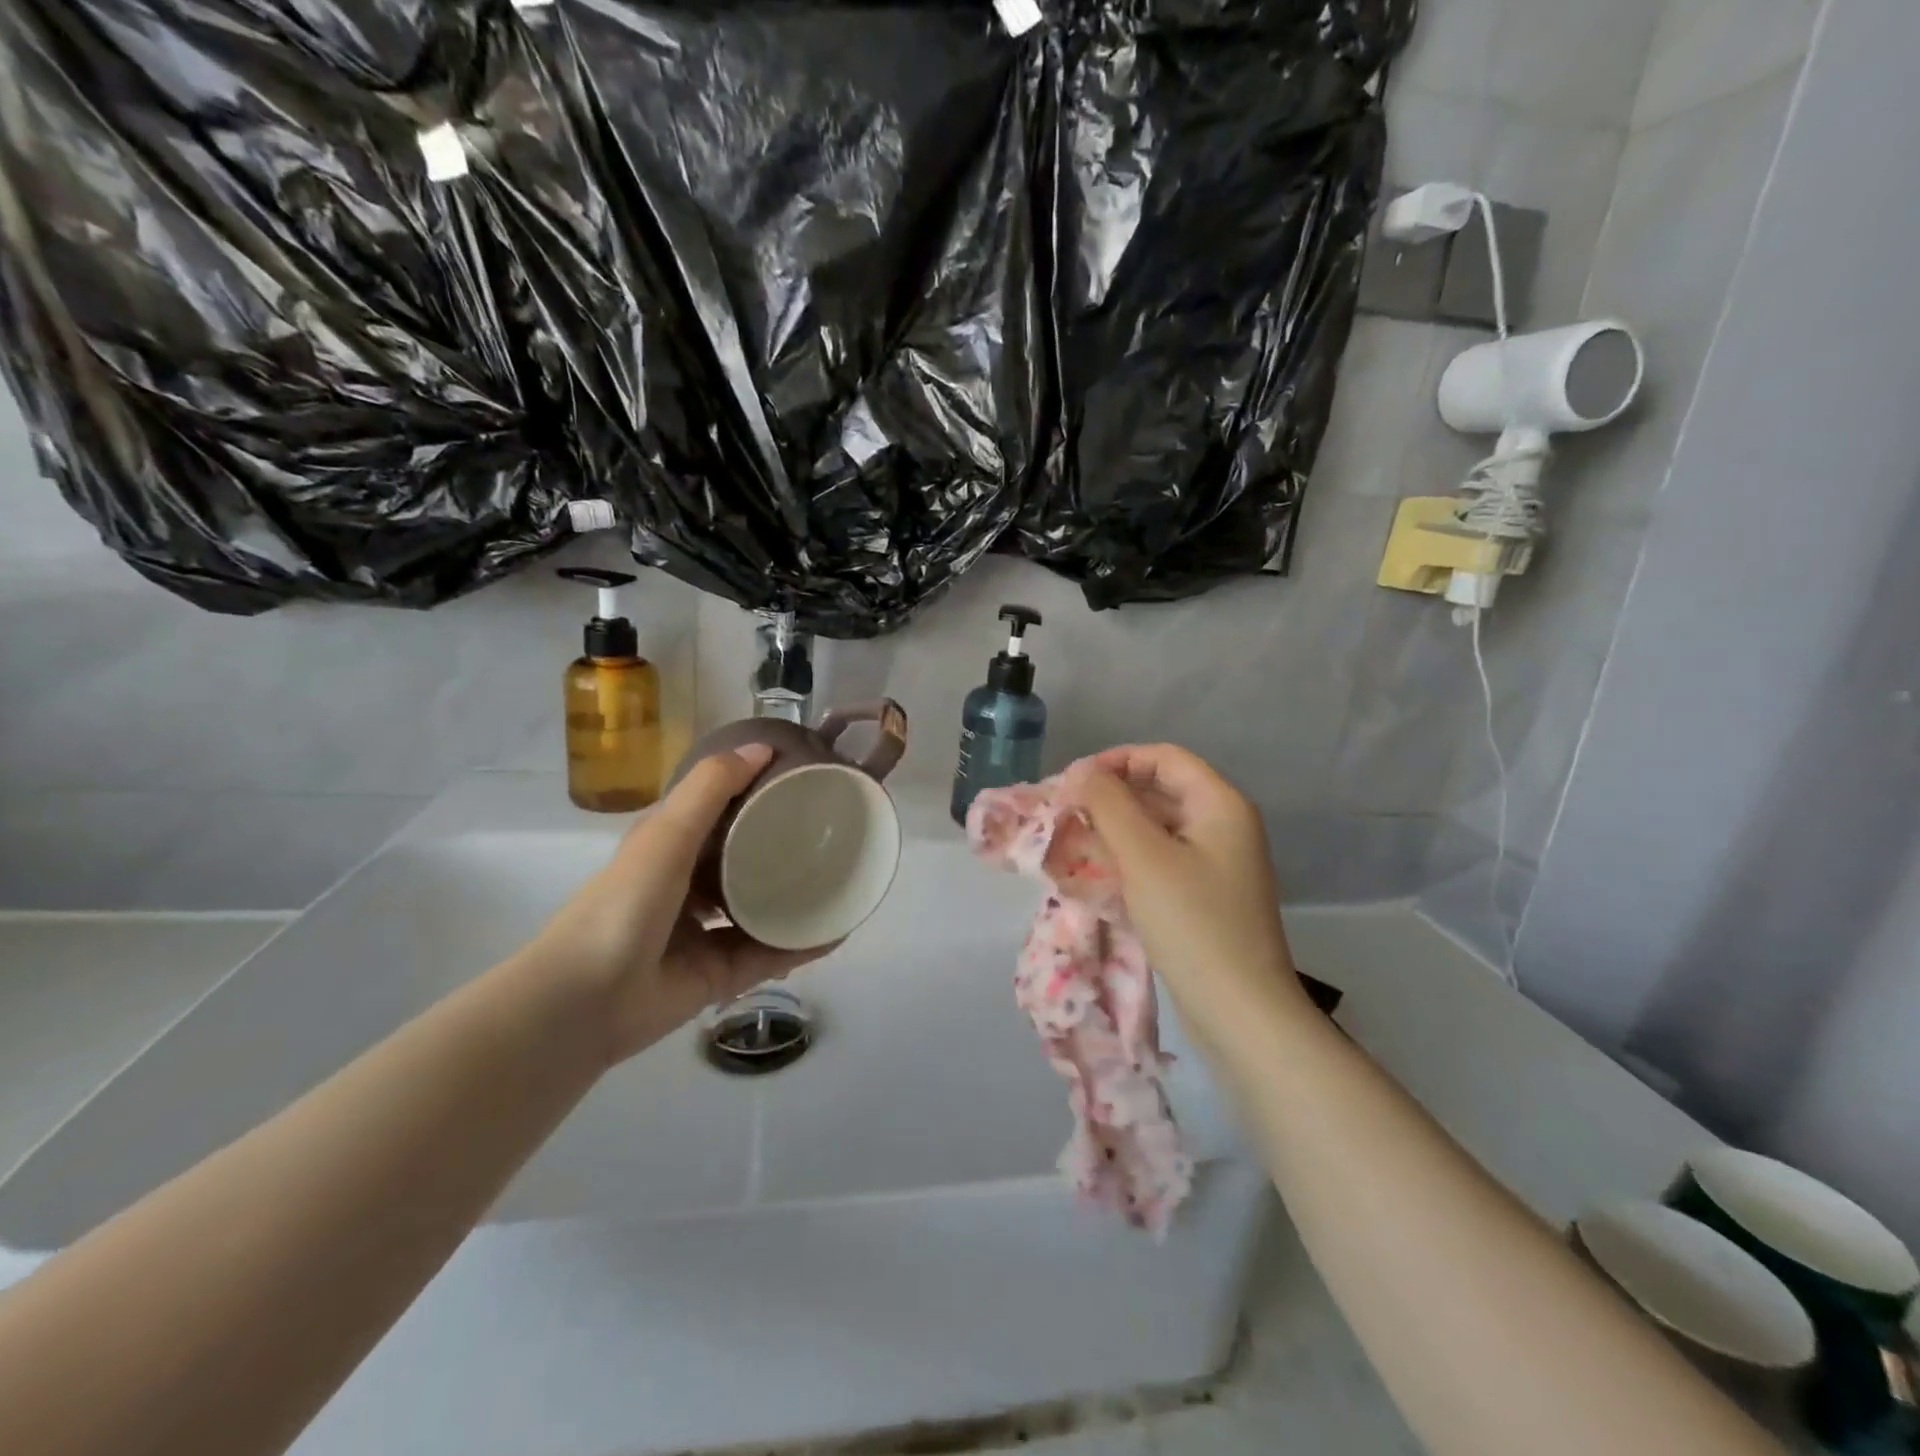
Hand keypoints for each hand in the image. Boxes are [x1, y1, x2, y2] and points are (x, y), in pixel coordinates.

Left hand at [528, 746, 827, 1062]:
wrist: (587, 1000)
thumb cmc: (625, 903)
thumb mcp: (666, 833)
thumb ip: (711, 788)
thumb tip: (764, 746)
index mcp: (670, 849)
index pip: (718, 812)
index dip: (753, 792)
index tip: (798, 778)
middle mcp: (688, 887)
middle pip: (743, 860)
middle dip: (781, 847)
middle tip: (831, 830)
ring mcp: (704, 934)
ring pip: (760, 909)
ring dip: (796, 897)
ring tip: (841, 879)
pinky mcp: (720, 975)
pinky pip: (770, 954)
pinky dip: (802, 945)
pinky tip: (838, 931)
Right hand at [1062, 745, 1306, 1037]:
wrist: (1240, 1011)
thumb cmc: (1193, 923)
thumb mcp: (1144, 857)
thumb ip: (1109, 805)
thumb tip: (1081, 771)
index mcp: (1220, 805)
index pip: (1164, 758)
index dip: (1117, 760)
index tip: (1074, 781)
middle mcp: (1224, 826)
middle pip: (1161, 790)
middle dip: (1112, 795)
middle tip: (1066, 811)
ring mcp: (1216, 863)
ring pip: (1158, 826)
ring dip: (1116, 827)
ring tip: (1072, 839)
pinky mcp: (1205, 895)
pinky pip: (1162, 859)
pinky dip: (1129, 857)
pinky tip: (1097, 870)